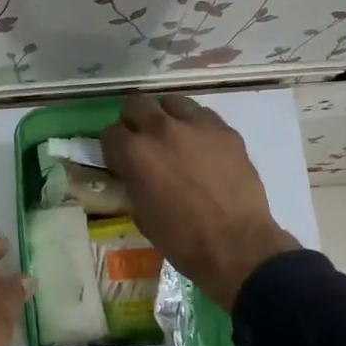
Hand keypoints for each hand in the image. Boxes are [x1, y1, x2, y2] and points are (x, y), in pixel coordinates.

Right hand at [102, 93, 299, 310]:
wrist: (235, 244)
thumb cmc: (181, 239)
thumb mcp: (141, 213)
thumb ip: (132, 180)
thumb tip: (132, 170)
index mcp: (135, 153)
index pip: (110, 132)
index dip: (113, 146)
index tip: (119, 158)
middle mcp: (161, 129)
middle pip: (137, 103)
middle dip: (134, 119)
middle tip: (141, 139)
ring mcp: (196, 125)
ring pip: (172, 101)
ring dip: (166, 116)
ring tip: (173, 137)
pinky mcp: (225, 129)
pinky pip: (203, 115)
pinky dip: (195, 126)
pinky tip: (201, 147)